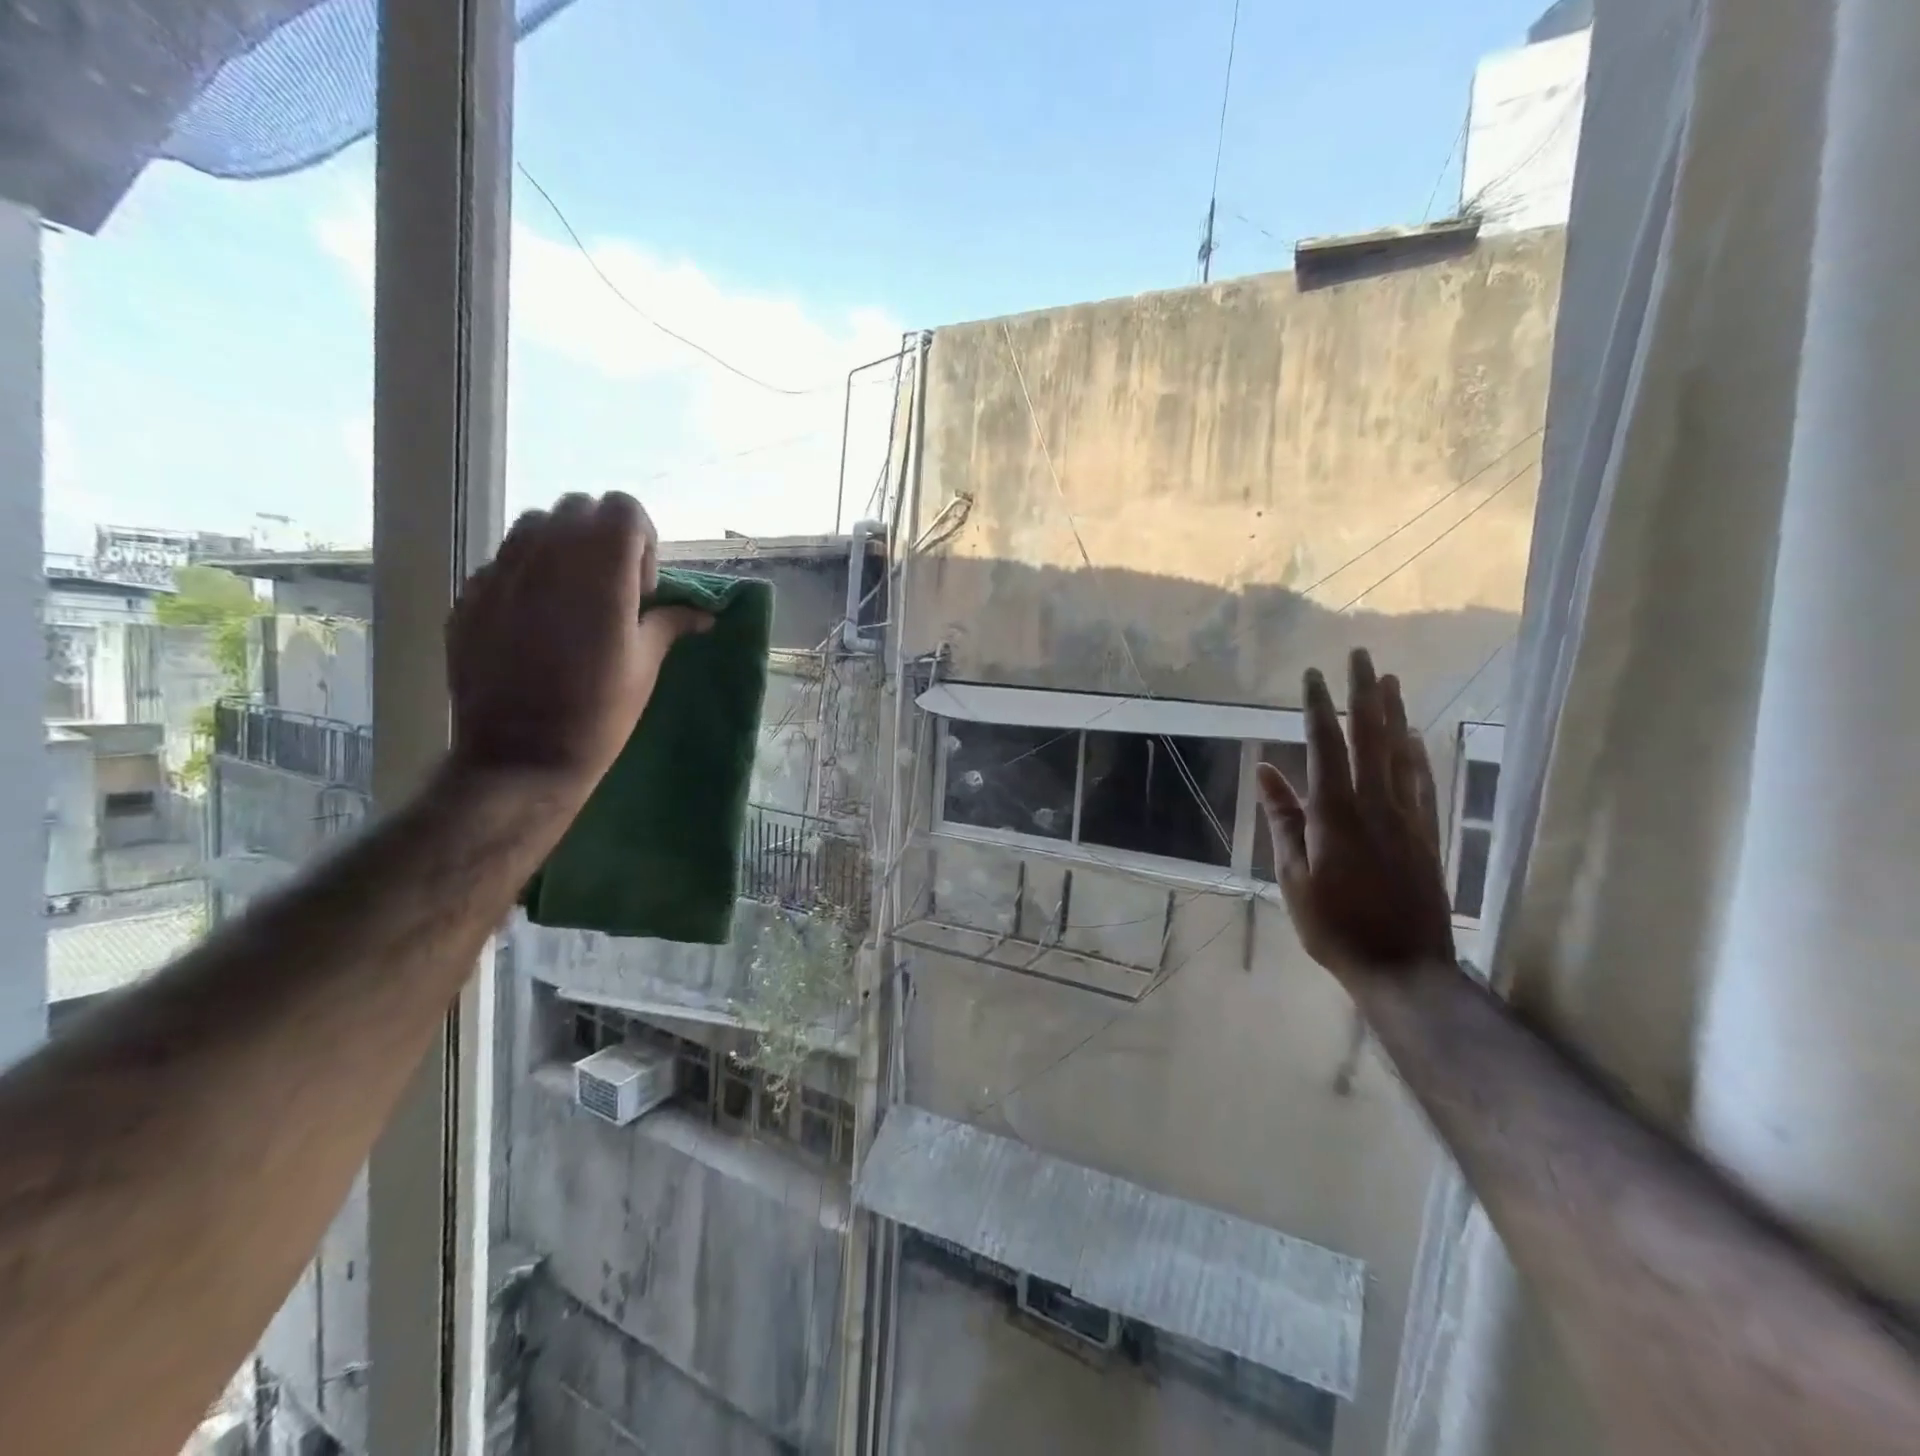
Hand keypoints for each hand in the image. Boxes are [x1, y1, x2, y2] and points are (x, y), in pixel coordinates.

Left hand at [446, 492, 710, 793]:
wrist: (520, 756)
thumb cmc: (599, 712)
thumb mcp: (646, 667)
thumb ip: (670, 624)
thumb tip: (704, 613)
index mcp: (600, 569)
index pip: (623, 507)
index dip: (642, 540)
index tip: (643, 588)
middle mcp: (547, 555)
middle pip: (579, 507)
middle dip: (603, 537)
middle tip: (612, 590)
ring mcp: (500, 571)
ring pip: (535, 526)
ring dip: (562, 548)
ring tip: (572, 599)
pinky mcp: (470, 594)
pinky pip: (503, 562)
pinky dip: (526, 575)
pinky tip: (533, 624)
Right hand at [1257, 648, 1456, 979]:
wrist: (1403, 966)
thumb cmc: (1334, 925)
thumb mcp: (1293, 875)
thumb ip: (1283, 820)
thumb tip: (1266, 771)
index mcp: (1335, 813)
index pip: (1326, 746)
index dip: (1318, 707)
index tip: (1312, 675)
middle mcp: (1375, 804)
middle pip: (1371, 737)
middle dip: (1364, 693)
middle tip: (1362, 656)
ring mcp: (1407, 817)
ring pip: (1401, 753)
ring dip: (1394, 713)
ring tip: (1390, 680)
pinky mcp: (1426, 834)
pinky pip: (1423, 782)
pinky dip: (1418, 754)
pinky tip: (1415, 738)